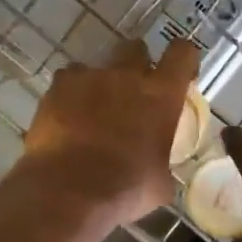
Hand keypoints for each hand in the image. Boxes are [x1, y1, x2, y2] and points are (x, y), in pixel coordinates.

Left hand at [11, 37, 200, 230]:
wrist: (67, 193)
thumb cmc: (125, 191)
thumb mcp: (160, 184)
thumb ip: (163, 162)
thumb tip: (159, 167)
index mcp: (161, 96)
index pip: (182, 54)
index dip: (184, 59)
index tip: (181, 73)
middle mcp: (127, 76)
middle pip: (136, 49)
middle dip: (137, 64)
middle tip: (133, 92)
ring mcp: (89, 78)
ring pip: (98, 65)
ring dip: (101, 82)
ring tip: (93, 110)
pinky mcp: (57, 88)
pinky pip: (68, 80)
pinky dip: (70, 94)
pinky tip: (67, 117)